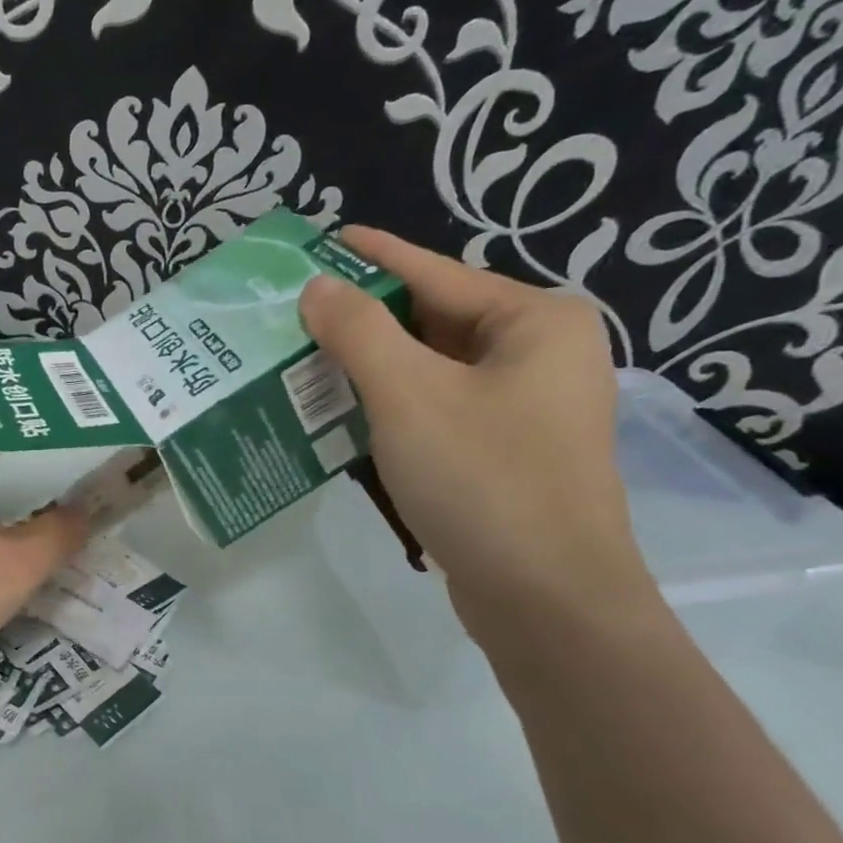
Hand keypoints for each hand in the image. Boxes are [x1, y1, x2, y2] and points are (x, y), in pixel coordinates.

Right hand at [300, 226, 651, 640]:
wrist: (546, 601)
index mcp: (535, 323)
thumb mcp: (408, 395)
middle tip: (296, 310)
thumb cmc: (483, 480)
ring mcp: (524, 408)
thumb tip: (317, 287)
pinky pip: (435, 410)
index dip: (373, 257)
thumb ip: (358, 331)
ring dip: (369, 367)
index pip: (435, 274)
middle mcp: (538, 356)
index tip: (323, 240)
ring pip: (429, 370)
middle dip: (363, 320)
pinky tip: (339, 411)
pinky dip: (389, 406)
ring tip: (303, 356)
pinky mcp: (503, 452)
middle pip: (432, 322)